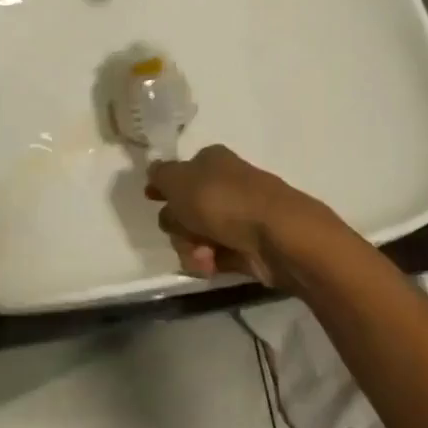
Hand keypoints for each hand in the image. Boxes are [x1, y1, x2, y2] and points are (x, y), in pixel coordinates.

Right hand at [145, 145, 319, 287]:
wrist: (276, 235)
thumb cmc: (222, 200)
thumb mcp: (179, 180)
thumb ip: (160, 175)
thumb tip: (154, 172)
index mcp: (211, 161)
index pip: (179, 172)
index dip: (163, 186)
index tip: (151, 199)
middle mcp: (224, 185)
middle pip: (183, 209)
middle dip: (177, 226)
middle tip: (185, 231)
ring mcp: (236, 217)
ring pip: (195, 235)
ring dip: (191, 248)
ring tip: (204, 256)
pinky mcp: (245, 246)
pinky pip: (214, 256)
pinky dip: (210, 262)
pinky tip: (213, 267)